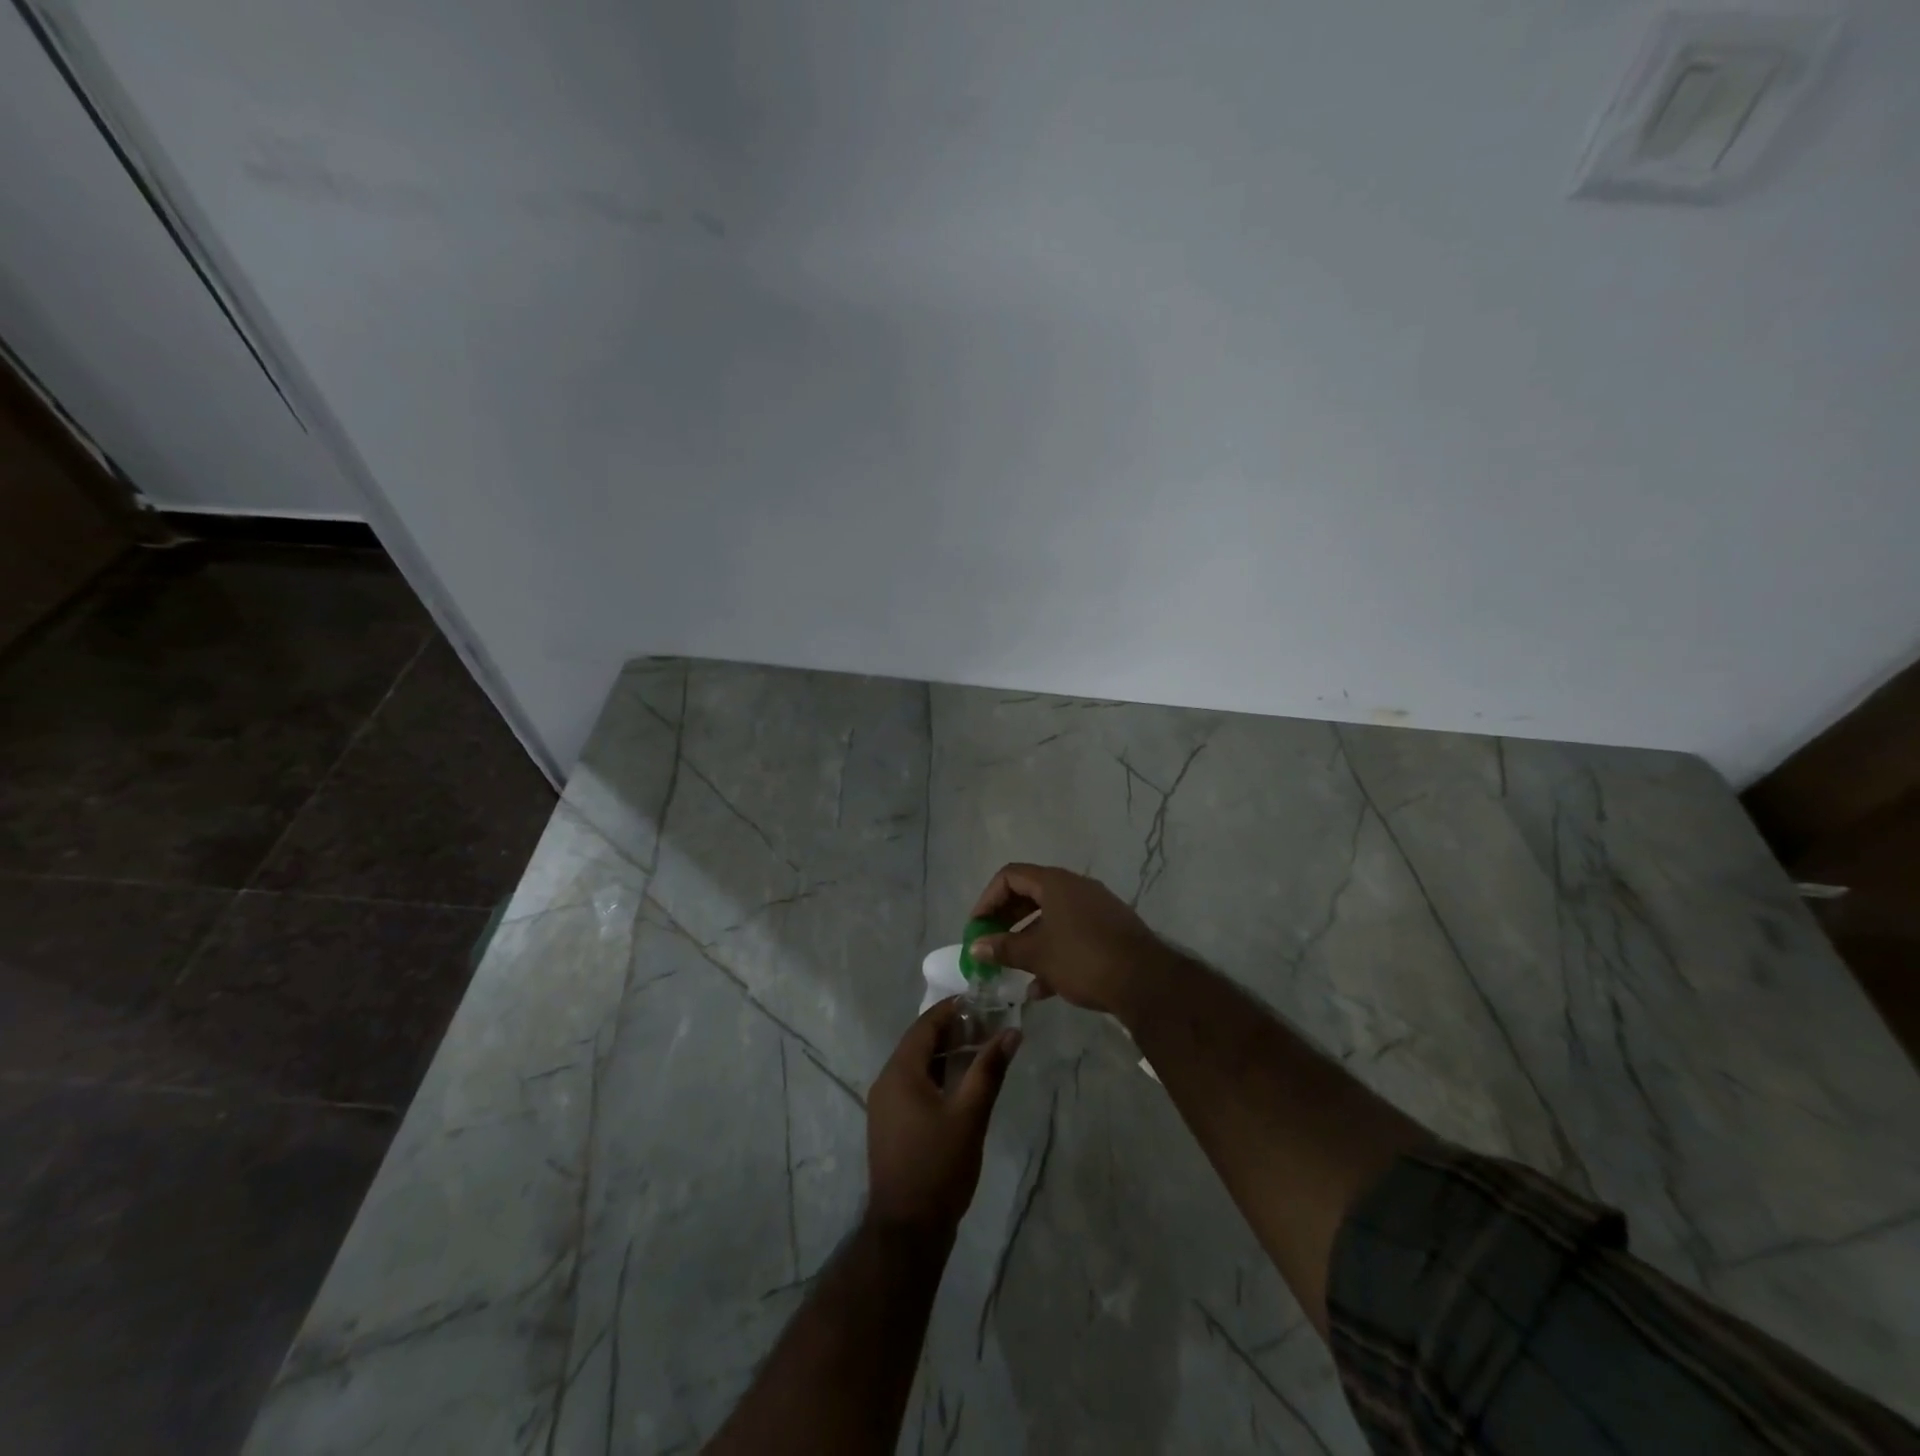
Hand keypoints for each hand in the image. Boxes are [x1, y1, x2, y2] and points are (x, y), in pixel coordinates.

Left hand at [866, 999, 1019, 1235]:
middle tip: (988, 1023)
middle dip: (953, 1030)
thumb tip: (1011, 1032)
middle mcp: (886, 1081)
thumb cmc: (938, 1166)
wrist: (907, 1230)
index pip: (926, 1025)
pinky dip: (938, 1075)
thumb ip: (989, 1070)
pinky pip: (914, 1085)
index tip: (982, 1000)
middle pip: (920, 1042)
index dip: (953, 1009)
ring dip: (946, 1053)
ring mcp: (885, 1105)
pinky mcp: (891, 1124)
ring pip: (917, 1065)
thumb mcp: (970, 1115)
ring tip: (981, 1048)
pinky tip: (962, 1082)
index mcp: (900, 1072)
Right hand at [969, 863, 1173, 1017]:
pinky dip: (1052, 951)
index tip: (977, 927)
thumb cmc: (1083, 959)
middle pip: (1030, 894)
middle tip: (990, 945)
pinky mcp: (1109, 930)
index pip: (1010, 876)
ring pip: (1051, 917)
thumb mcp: (1037, 955)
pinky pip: (1071, 933)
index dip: (988, 899)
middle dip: (1006, 920)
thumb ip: (1003, 948)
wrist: (1146, 982)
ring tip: (1012, 970)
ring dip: (1028, 940)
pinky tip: (1042, 988)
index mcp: (1055, 882)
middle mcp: (1075, 887)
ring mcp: (1095, 908)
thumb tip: (976, 946)